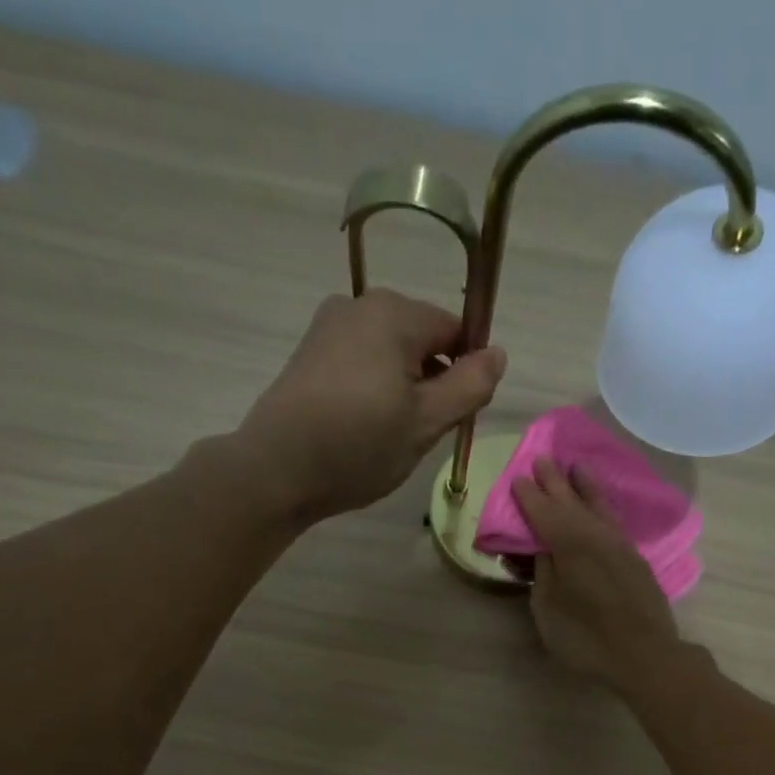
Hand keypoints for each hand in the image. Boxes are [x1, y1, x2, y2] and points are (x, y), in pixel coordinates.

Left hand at [235, 289, 505, 522]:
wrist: (277, 469)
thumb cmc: (359, 445)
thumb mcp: (427, 422)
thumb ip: (470, 385)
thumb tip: (497, 353)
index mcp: (394, 313)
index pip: (455, 330)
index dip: (467, 372)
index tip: (457, 416)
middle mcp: (359, 305)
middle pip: (421, 339)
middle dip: (432, 380)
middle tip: (423, 433)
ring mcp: (328, 327)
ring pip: (389, 354)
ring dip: (403, 388)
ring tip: (390, 435)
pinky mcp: (308, 354)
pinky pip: (360, 363)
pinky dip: (373, 389)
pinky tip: (362, 427)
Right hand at [512, 459, 681, 690]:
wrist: (644, 654)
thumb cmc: (586, 637)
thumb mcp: (548, 607)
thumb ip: (543, 572)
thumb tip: (544, 549)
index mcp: (568, 543)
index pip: (543, 512)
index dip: (529, 496)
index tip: (518, 477)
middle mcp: (595, 534)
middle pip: (571, 502)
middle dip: (554, 482)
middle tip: (542, 460)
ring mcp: (619, 545)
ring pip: (598, 506)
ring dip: (585, 487)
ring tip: (576, 468)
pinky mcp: (635, 558)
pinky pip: (613, 520)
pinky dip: (603, 506)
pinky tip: (601, 506)